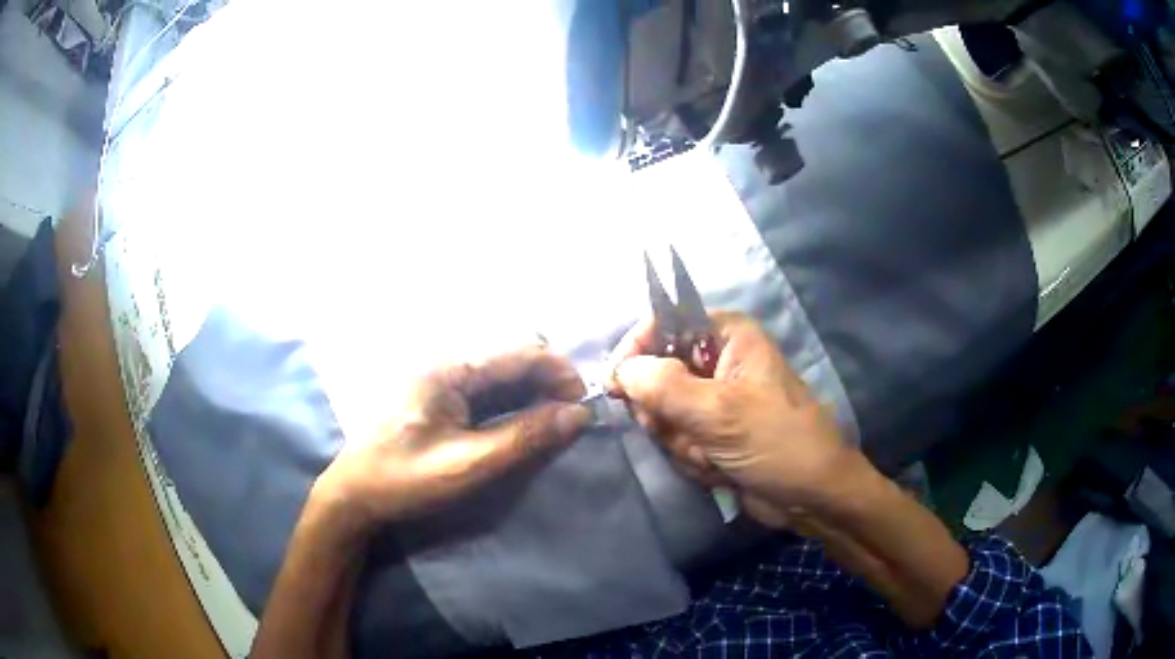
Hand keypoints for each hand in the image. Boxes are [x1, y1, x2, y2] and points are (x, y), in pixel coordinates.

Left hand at [311, 345, 591, 539]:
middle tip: (570, 418)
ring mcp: (439, 378)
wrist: (353, 494)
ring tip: (552, 423)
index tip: (583, 405)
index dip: (559, 372)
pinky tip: (520, 423)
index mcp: (450, 369)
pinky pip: (484, 388)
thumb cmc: (405, 478)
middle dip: (548, 381)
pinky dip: (510, 401)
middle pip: (511, 357)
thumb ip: (524, 438)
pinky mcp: (436, 396)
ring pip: (499, 372)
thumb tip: (578, 414)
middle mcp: (446, 363)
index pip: (521, 351)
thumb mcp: (469, 464)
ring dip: (531, 391)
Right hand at [609, 312, 847, 522]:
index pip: (664, 323)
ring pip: (662, 413)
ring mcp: (712, 400)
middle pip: (655, 373)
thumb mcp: (719, 412)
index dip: (637, 350)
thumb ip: (663, 386)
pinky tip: (719, 469)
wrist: (810, 496)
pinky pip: (676, 438)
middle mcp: (717, 360)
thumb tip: (620, 370)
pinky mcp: (710, 432)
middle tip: (687, 432)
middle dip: (666, 414)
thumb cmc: (776, 441)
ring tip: (714, 455)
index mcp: (728, 335)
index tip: (616, 384)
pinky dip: (692, 458)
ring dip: (682, 442)